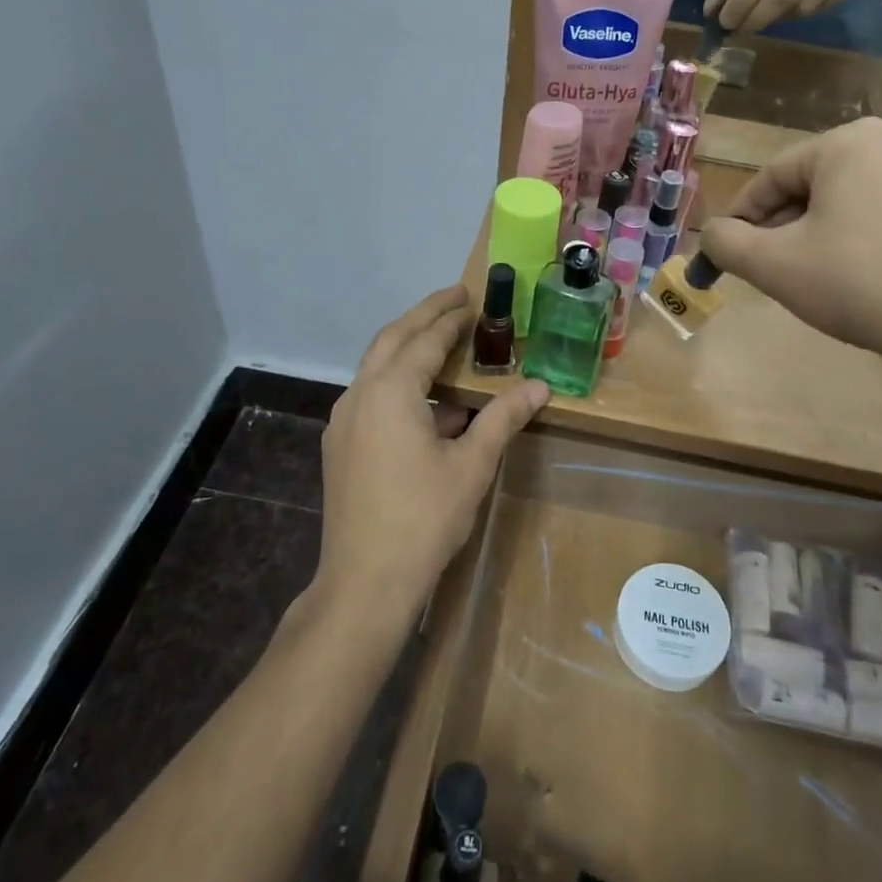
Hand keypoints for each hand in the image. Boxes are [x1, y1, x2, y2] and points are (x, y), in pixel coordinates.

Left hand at [316, 287, 548, 624]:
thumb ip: (503, 418)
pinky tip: (428, 404)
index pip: (425, 339)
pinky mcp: (341, 445)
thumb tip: (540, 387)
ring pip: (377, 367)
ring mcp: (344, 421)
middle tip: (455, 300)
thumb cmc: (424, 518)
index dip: (451, 318)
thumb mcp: (472, 464)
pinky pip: (371, 395)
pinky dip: (399, 382)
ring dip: (409, 349)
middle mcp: (360, 395)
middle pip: (392, 339)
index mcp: (390, 390)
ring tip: (444, 344)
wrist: (365, 582)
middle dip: (424, 316)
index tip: (472, 299)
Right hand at [699, 119, 881, 374]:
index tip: (724, 254)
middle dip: (781, 228)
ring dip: (817, 235)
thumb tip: (711, 234)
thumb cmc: (856, 284)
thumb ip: (726, 242)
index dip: (740, 218)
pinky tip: (855, 278)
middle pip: (812, 186)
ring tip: (808, 278)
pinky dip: (858, 239)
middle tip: (765, 269)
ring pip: (848, 201)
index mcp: (850, 142)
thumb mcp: (774, 264)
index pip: (772, 177)